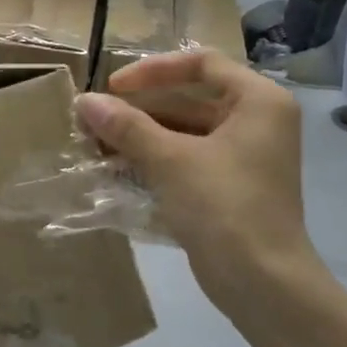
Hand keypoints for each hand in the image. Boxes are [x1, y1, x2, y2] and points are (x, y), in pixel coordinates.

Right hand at [74, 51, 320, 318]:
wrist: (262, 283)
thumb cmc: (224, 207)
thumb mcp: (170, 160)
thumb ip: (126, 127)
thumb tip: (84, 101)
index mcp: (258, 102)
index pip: (201, 63)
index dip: (153, 70)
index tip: (114, 87)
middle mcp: (256, 122)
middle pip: (189, 98)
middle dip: (139, 108)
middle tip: (95, 118)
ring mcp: (243, 156)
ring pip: (183, 131)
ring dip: (140, 135)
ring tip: (96, 144)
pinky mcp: (228, 186)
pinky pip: (185, 159)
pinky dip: (153, 159)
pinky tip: (115, 168)